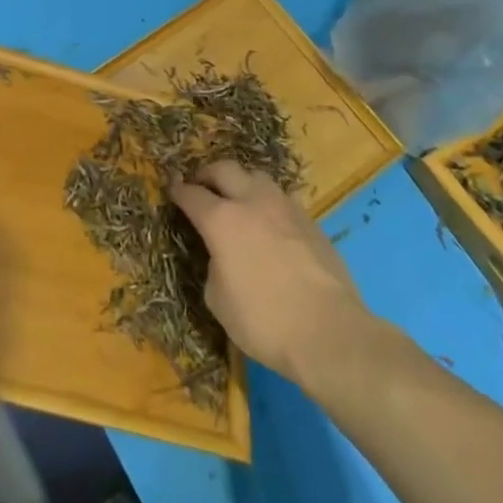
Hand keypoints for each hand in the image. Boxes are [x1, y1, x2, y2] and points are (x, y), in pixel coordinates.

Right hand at [172, 162, 377, 392]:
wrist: (330, 332)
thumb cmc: (265, 321)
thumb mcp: (218, 300)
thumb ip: (214, 267)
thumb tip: (223, 256)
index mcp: (222, 220)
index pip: (192, 194)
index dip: (179, 192)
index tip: (173, 190)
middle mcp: (252, 202)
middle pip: (224, 169)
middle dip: (207, 174)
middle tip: (201, 185)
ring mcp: (285, 208)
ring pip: (257, 177)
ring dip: (241, 183)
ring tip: (238, 199)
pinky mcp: (311, 221)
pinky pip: (282, 200)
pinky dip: (268, 204)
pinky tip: (270, 224)